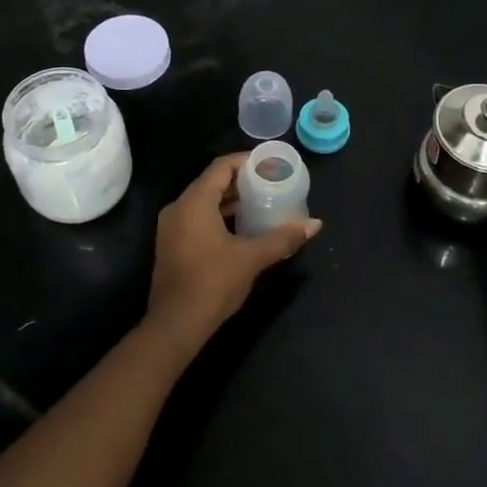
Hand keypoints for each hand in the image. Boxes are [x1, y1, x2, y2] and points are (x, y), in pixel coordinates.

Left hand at [145, 153, 321, 358]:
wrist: (175, 325)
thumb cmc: (213, 283)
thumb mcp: (252, 258)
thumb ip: (283, 238)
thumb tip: (315, 224)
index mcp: (194, 202)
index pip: (221, 167)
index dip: (246, 161)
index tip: (270, 164)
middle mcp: (178, 208)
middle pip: (212, 182)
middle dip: (241, 181)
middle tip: (271, 183)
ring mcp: (171, 228)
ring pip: (203, 201)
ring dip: (230, 200)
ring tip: (261, 202)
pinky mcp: (171, 245)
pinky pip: (197, 218)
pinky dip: (218, 215)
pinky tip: (241, 227)